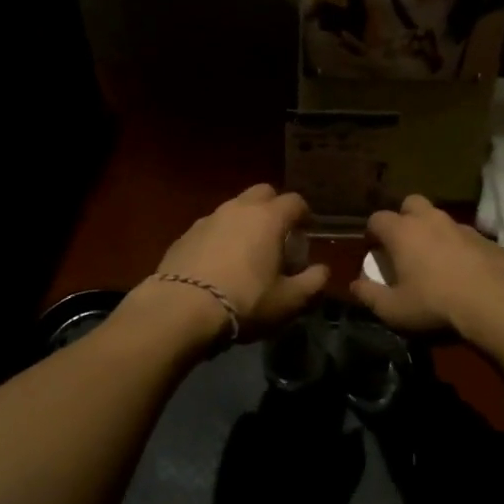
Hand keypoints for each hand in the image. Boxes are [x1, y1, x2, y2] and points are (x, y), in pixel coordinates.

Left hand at [147, 184, 328, 336]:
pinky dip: (221, 238)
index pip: (295, 201)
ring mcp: (208, 219)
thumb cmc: (245, 301)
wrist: (180, 309)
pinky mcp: (184, 235)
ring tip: (247, 252)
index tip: (306, 233)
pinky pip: (211, 228)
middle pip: (262, 193)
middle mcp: (238, 209)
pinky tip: (219, 264)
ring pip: (234, 209)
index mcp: (269, 218)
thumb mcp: (289, 300)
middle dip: (274, 208)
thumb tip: (322, 270)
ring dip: (245, 223)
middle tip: (278, 236)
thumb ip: (313, 282)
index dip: (304, 215)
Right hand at [350, 194, 503, 336]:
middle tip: (404, 244)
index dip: (373, 232)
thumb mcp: (393, 309)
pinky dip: (459, 247)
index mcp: (402, 232)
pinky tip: (463, 270)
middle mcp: (430, 220)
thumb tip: (355, 285)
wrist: (494, 303)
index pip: (378, 218)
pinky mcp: (485, 239)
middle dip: (404, 218)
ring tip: (434, 259)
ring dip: (433, 232)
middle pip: (411, 203)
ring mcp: (461, 226)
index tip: (374, 250)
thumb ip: (369, 295)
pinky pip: (465, 236)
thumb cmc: (434, 304)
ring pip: (440, 218)